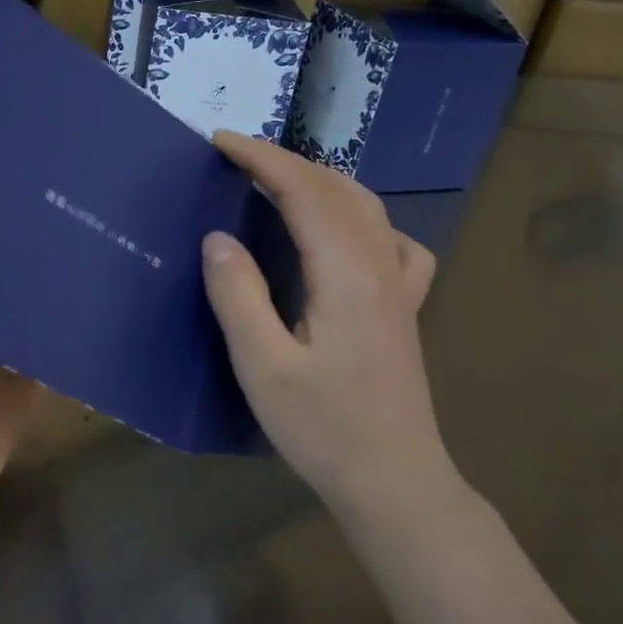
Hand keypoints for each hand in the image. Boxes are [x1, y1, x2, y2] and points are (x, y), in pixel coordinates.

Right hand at [201, 132, 463, 523]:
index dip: (261, 159)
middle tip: (237, 157)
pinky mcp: (404, 308)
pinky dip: (361, 217)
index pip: (304, 192)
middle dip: (286, 162)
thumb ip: (239, 296)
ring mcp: (399, 287)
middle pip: (338, 190)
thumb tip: (218, 237)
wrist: (395, 482)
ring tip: (279, 181)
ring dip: (320, 181)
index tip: (220, 142)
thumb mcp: (263, 366)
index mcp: (346, 275)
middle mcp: (380, 267)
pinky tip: (346, 235)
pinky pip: (391, 241)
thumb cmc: (324, 428)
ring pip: (367, 207)